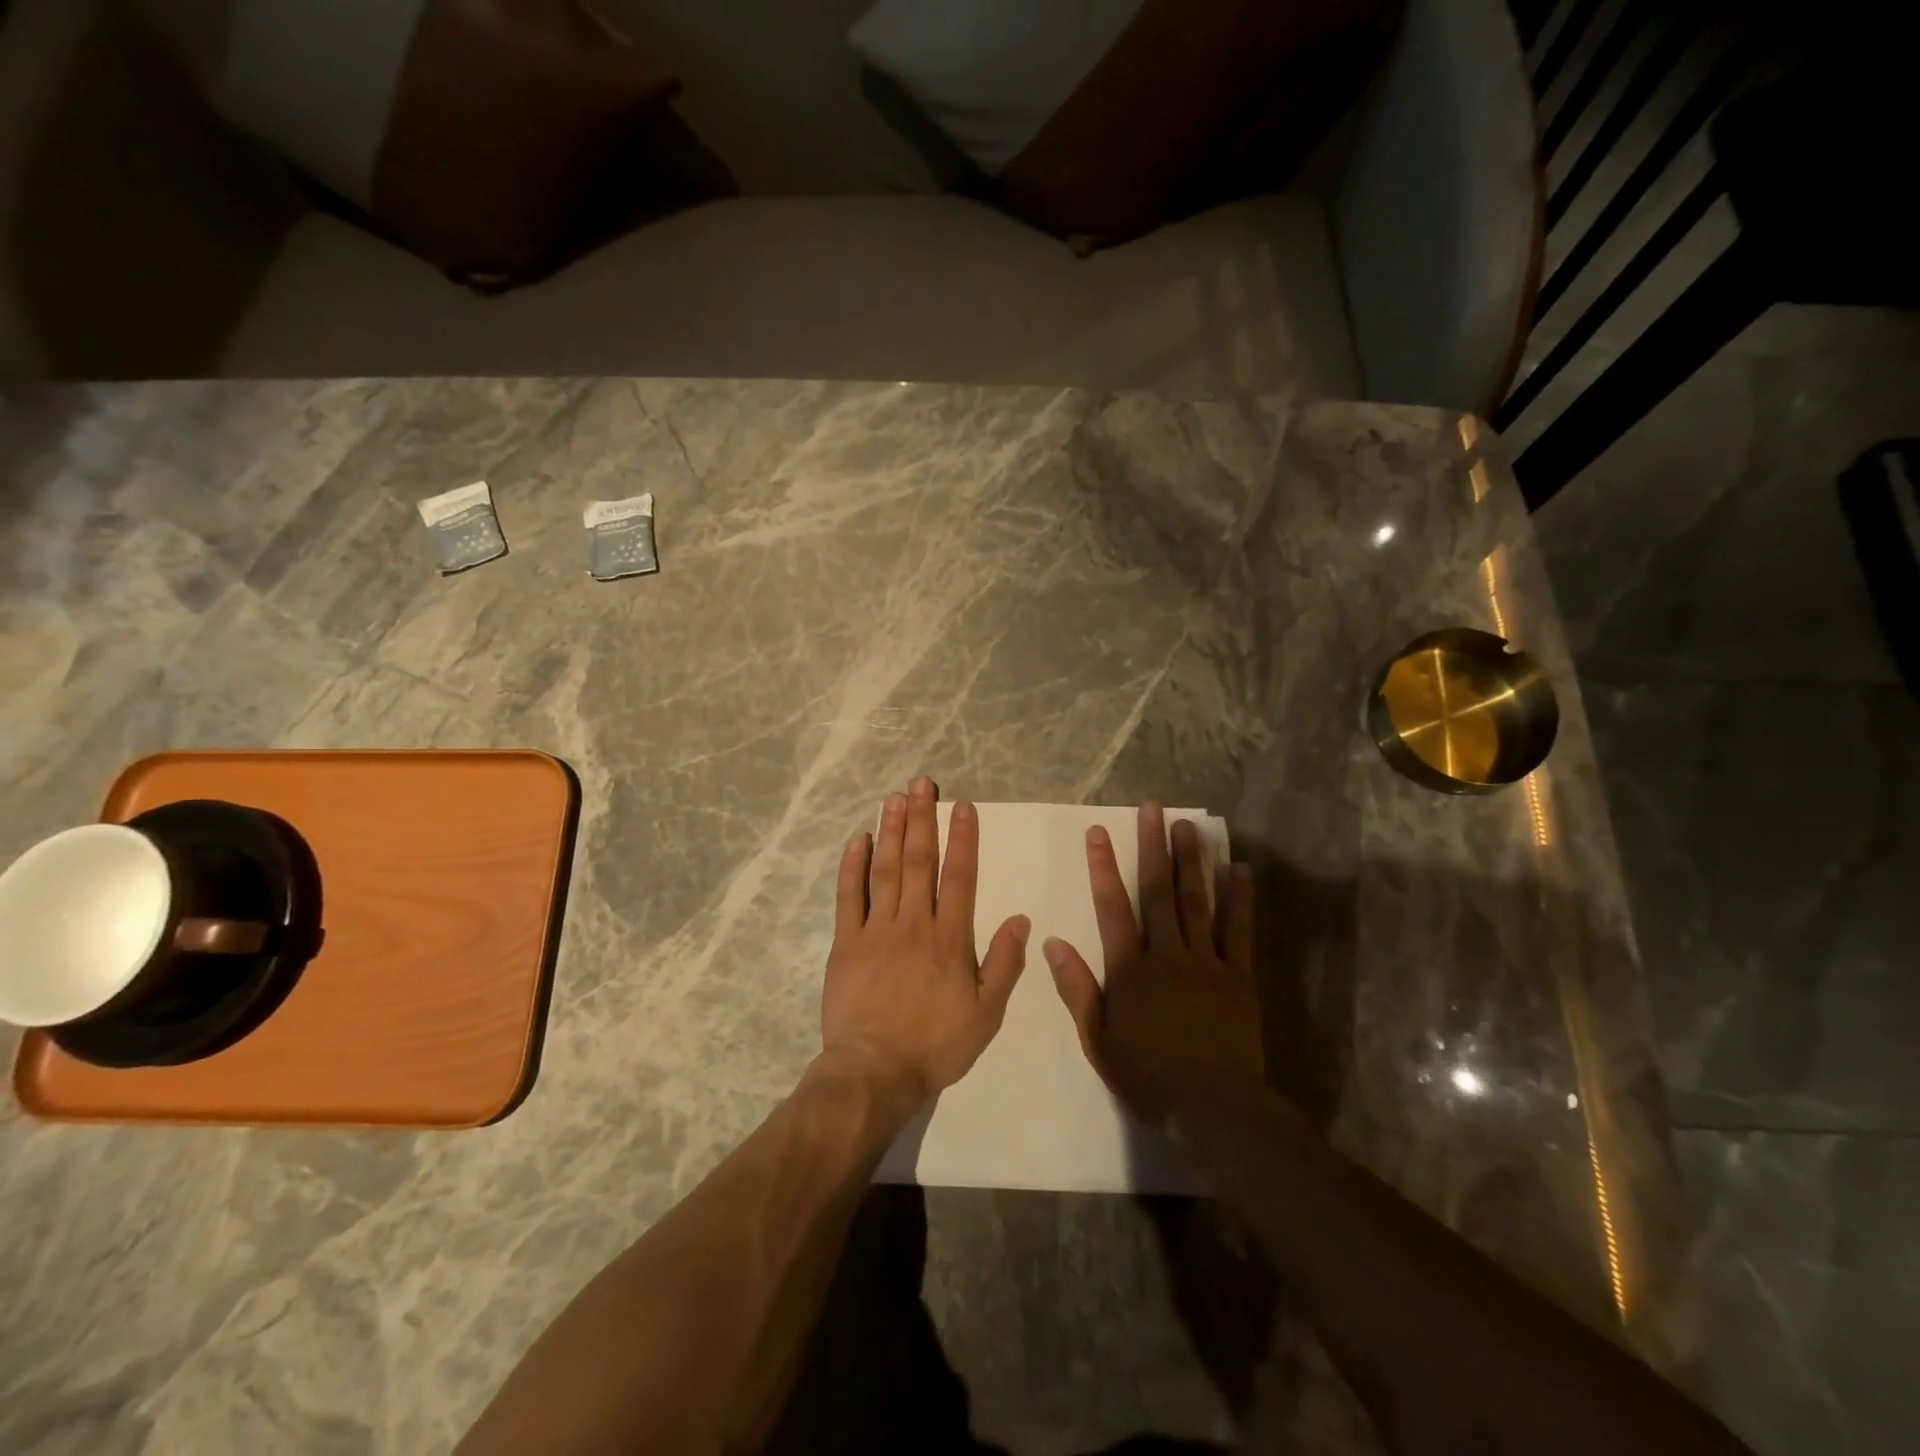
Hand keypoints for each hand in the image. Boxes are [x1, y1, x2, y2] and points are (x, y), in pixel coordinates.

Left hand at [820, 777, 1030, 1110]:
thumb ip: (1004, 964)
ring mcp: (877, 930)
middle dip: (922, 818)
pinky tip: (858, 840)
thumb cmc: (936, 1045)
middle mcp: (914, 923)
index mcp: (950, 938)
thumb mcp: (986, 1013)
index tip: (961, 805)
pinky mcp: (847, 942)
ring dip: (891, 831)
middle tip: (921, 783)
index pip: (960, 877)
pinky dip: (853, 867)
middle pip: (920, 861)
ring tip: (894, 798)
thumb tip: (1021, 920)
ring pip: (886, 870)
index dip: (962, 838)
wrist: (875, 1071)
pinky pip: (850, 897)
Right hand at [1044, 802, 1262, 1125]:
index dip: (1104, 867)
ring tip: (1188, 826)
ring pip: (1197, 901)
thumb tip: (1053, 942)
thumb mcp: (1098, 1040)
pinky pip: (1240, 930)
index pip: (1113, 907)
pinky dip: (1239, 898)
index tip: (1099, 832)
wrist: (1214, 1109)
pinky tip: (1239, 869)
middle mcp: (1168, 954)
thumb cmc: (1148, 1076)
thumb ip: (1077, 988)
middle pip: (1159, 891)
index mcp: (1130, 969)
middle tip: (1153, 808)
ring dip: (1192, 861)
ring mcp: (1207, 962)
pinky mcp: (1239, 976)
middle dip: (1153, 847)